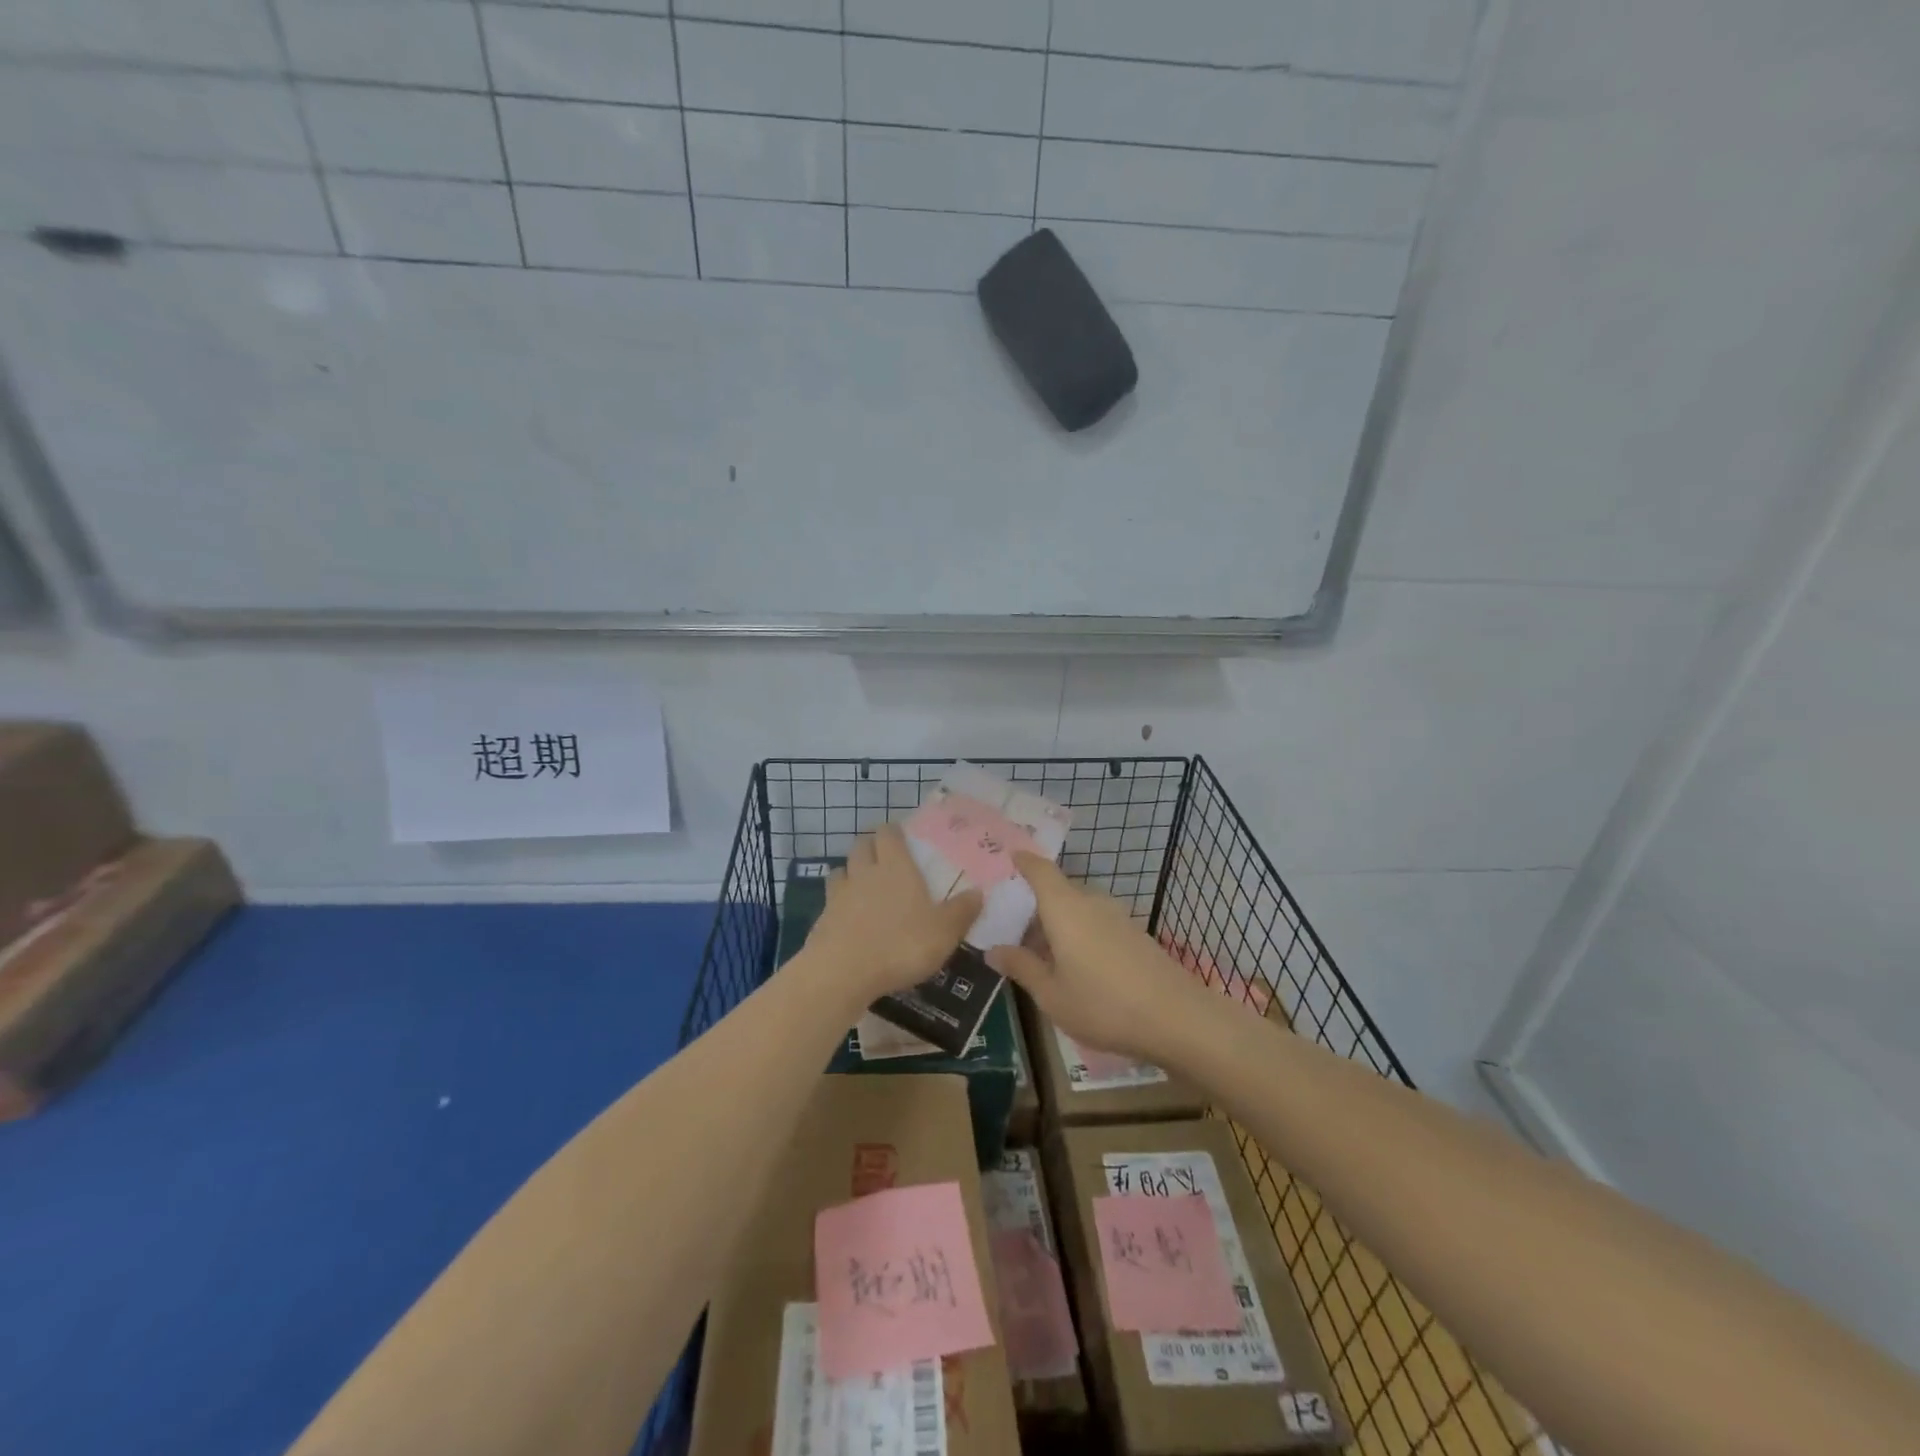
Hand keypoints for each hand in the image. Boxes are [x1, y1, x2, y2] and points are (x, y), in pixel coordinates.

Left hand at [802, 824, 982, 1007]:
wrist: (843, 972)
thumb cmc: (901, 945)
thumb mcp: (944, 932)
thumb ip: (962, 911)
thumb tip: (979, 892)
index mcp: (896, 867)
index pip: (889, 834)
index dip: (893, 832)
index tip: (902, 836)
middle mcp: (865, 872)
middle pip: (861, 845)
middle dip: (871, 846)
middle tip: (884, 858)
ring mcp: (839, 894)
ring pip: (842, 870)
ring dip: (851, 872)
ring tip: (863, 885)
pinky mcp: (822, 919)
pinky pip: (830, 900)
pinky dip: (839, 903)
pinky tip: (849, 918)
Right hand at [987, 852, 1207, 1062]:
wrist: (1178, 1019)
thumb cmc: (1104, 1005)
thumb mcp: (1051, 994)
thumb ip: (1022, 967)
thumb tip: (993, 950)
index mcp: (1065, 908)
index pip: (1040, 870)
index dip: (1024, 862)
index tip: (1008, 858)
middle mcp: (1092, 903)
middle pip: (1058, 892)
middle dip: (1035, 907)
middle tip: (1012, 931)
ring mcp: (1118, 917)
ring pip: (1078, 910)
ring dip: (1057, 925)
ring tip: (1040, 956)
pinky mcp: (1136, 935)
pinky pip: (1096, 924)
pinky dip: (1079, 935)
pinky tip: (1075, 967)